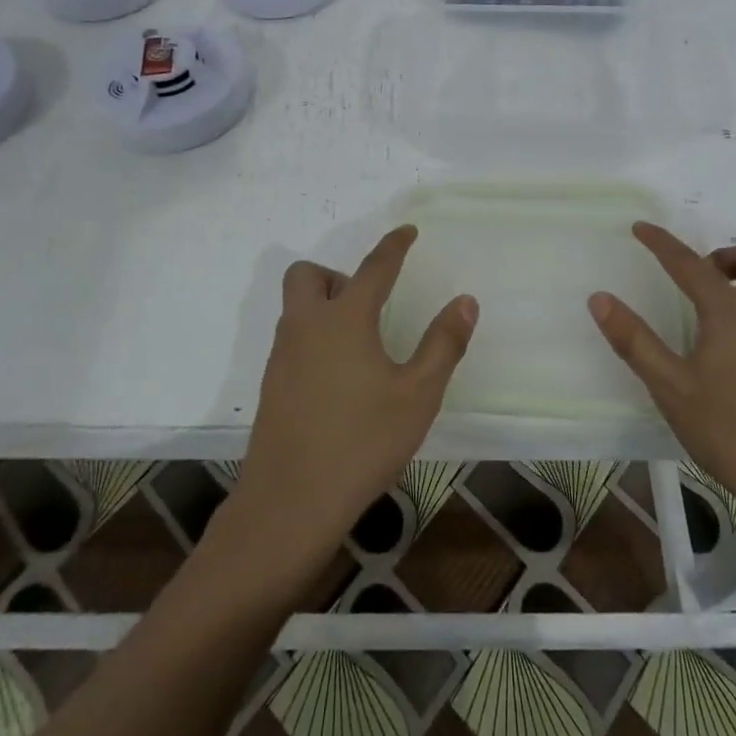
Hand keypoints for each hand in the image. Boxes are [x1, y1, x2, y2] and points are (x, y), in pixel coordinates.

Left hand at [229, 226, 476, 580]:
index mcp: (345, 320)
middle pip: (309, 274)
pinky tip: (339, 378)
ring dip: (325, 305)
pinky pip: (291, 339)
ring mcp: (281, 356)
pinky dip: (314, 337)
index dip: (394, 245)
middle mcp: (306, 327)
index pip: (374, 267)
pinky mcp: (271, 386)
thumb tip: (465, 302)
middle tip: (369, 304)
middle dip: (338, 275)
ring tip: (361, 343)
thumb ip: (443, 344)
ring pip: (296, 307)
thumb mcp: (418, 395)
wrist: (290, 503)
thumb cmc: (362, 443)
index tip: (407, 232)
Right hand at [588, 222, 735, 528]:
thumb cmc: (729, 429)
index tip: (640, 227)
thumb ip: (635, 340)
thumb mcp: (670, 386)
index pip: (691, 264)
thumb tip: (600, 298)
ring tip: (699, 306)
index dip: (662, 243)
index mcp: (731, 312)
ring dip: (735, 278)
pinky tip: (719, 342)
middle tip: (691, 277)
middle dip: (722, 255)